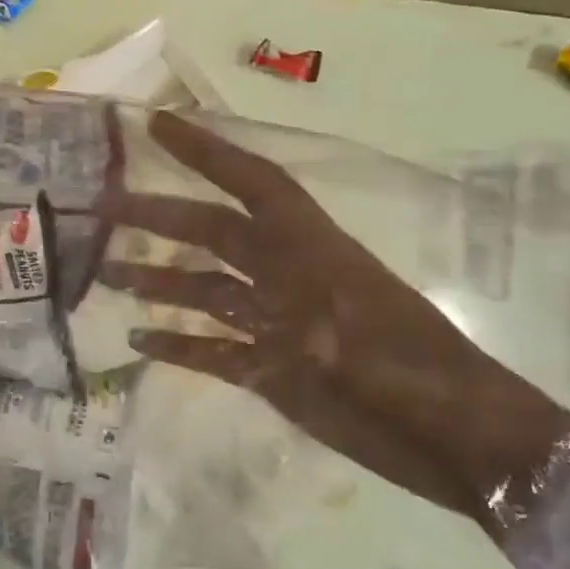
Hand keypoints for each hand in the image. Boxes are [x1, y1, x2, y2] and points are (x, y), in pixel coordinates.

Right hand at [99, 114, 569, 541]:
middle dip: (160, 214)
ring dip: (159, 281)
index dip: (206, 151)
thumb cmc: (417, 379)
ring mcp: (278, 324)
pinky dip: (178, 344)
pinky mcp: (274, 370)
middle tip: (103, 207)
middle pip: (213, 233)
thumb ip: (299, 314)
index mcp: (310, 250)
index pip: (251, 183)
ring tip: (107, 274)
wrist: (467, 444)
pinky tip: (139, 342)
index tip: (156, 124)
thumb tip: (251, 309)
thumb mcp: (359, 337)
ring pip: (206, 290)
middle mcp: (286, 276)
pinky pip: (214, 349)